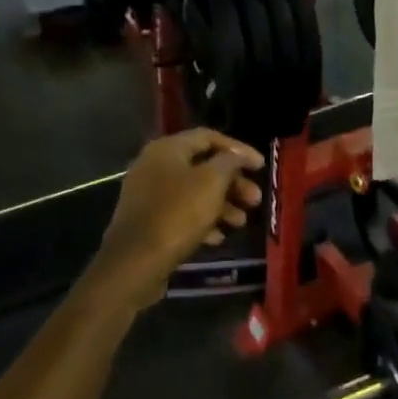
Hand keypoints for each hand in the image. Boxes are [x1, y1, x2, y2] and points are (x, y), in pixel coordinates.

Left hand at [95, 129, 264, 305]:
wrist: (136, 261)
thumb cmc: (178, 213)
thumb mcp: (212, 182)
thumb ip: (229, 162)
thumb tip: (236, 155)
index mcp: (167, 149)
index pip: (209, 137)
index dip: (238, 149)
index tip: (261, 166)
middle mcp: (154, 166)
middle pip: (203, 167)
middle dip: (233, 183)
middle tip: (255, 200)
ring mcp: (148, 195)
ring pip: (194, 192)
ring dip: (222, 204)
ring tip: (241, 222)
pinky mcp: (148, 221)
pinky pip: (181, 213)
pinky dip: (203, 221)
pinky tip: (218, 237)